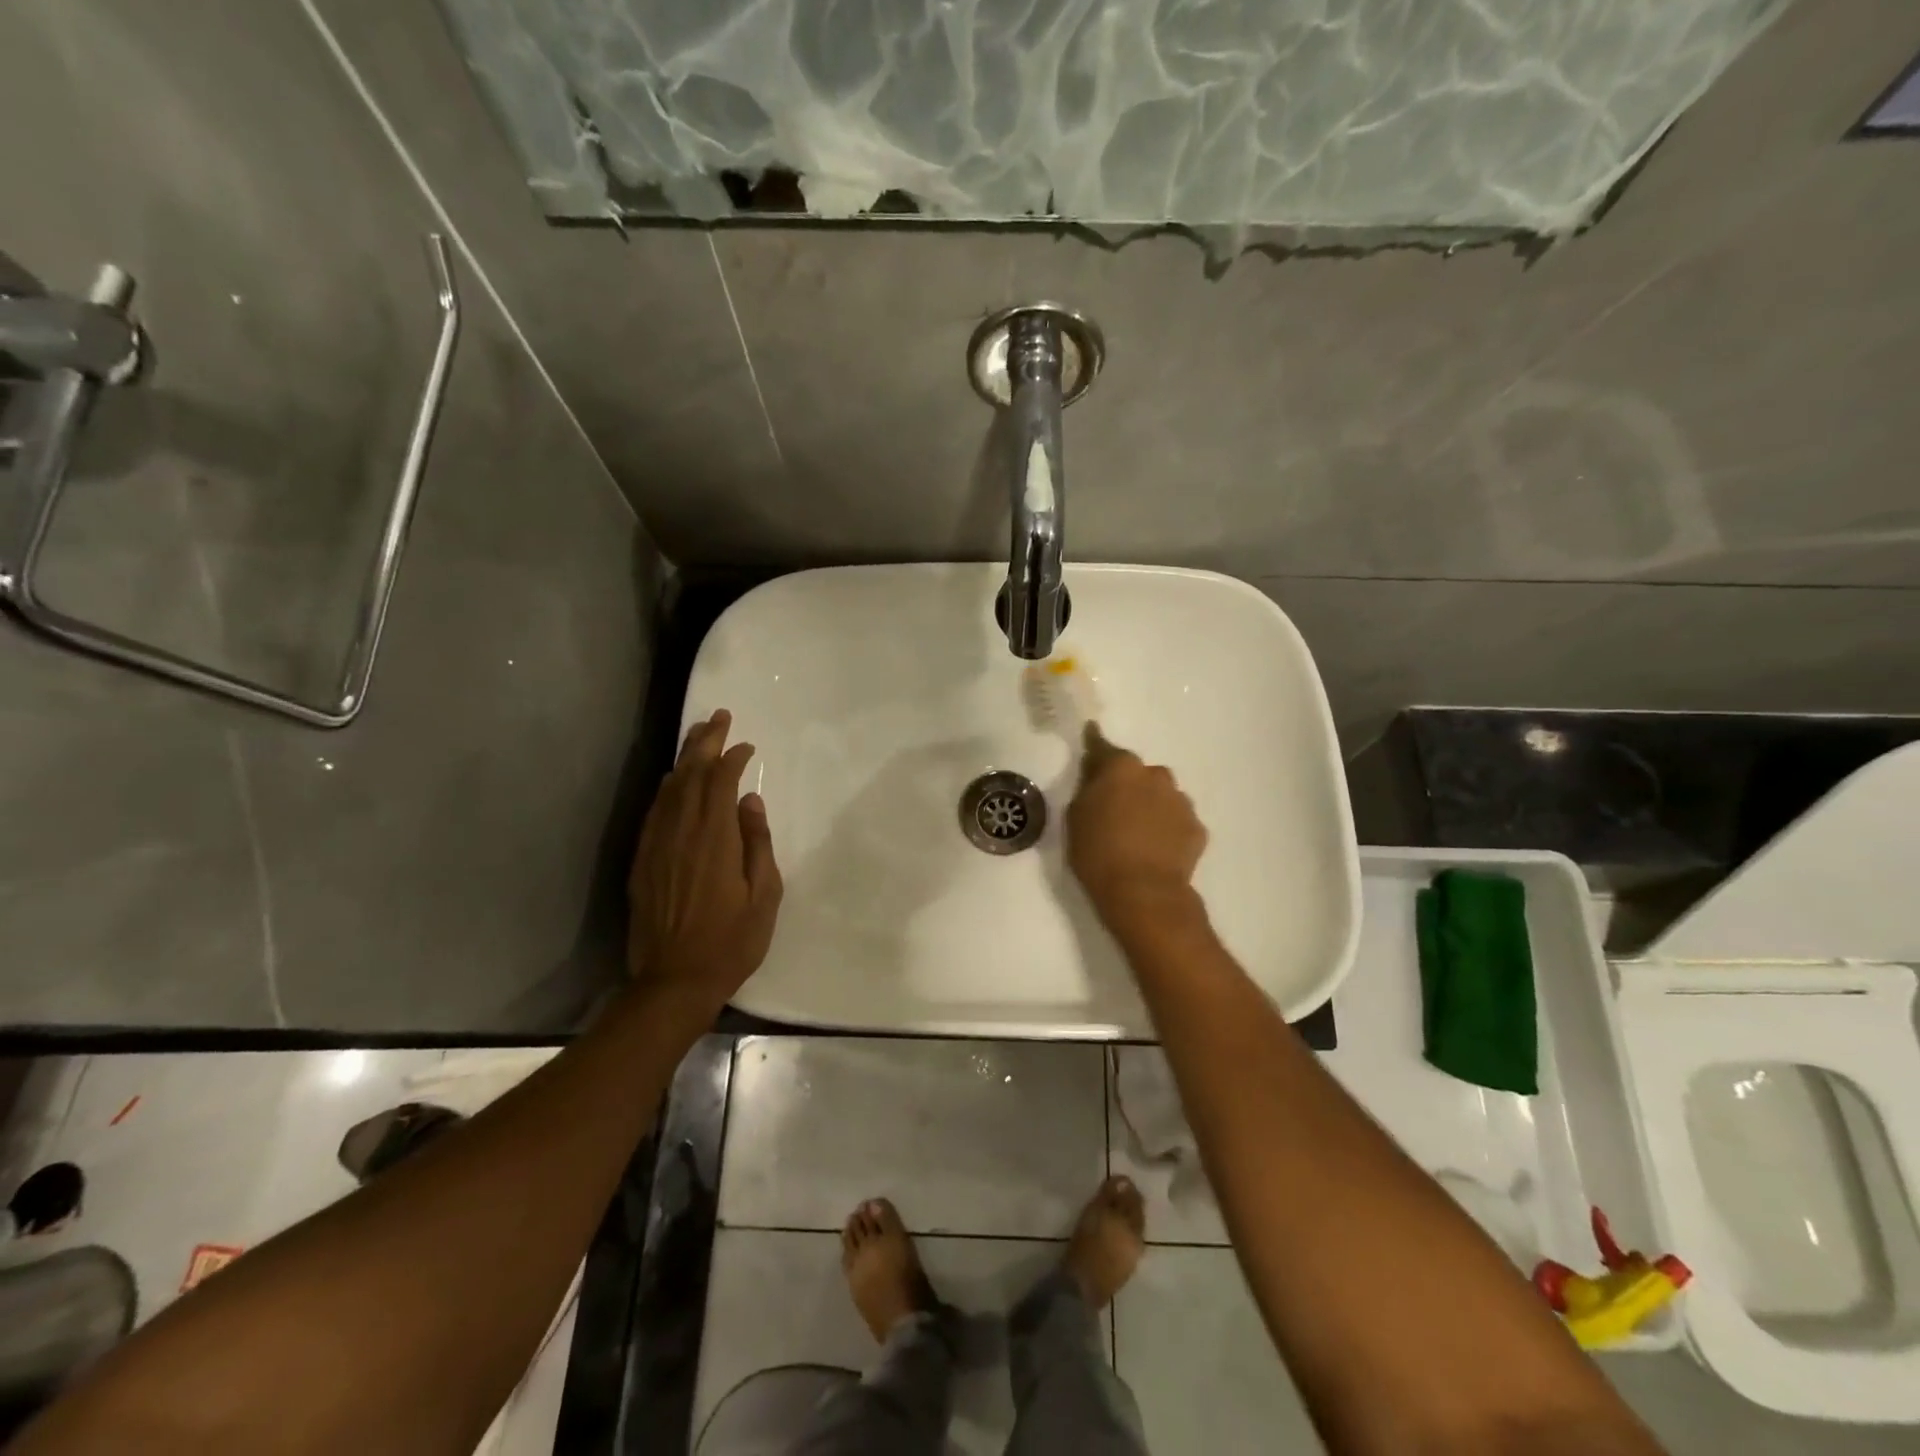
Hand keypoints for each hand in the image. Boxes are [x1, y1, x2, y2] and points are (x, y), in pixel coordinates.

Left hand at [628, 710, 783, 1015]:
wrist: (674, 981)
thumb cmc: (731, 940)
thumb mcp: (764, 895)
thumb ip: (757, 843)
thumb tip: (750, 801)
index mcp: (714, 838)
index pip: (720, 782)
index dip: (732, 757)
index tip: (746, 745)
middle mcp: (681, 832)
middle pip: (689, 774)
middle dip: (704, 742)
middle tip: (718, 717)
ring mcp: (656, 846)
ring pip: (669, 789)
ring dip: (684, 759)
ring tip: (697, 738)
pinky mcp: (642, 861)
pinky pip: (654, 812)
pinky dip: (666, 789)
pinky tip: (673, 782)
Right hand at [1067, 724, 1207, 935]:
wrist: (1144, 893)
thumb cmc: (1098, 853)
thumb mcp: (1075, 817)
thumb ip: (1087, 789)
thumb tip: (1096, 777)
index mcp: (1121, 768)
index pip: (1102, 747)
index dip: (1094, 744)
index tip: (1091, 733)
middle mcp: (1155, 775)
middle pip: (1137, 773)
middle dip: (1126, 784)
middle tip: (1113, 808)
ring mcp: (1181, 801)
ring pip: (1161, 795)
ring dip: (1150, 805)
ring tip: (1137, 833)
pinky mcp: (1197, 828)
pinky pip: (1176, 821)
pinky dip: (1167, 828)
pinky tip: (1156, 849)